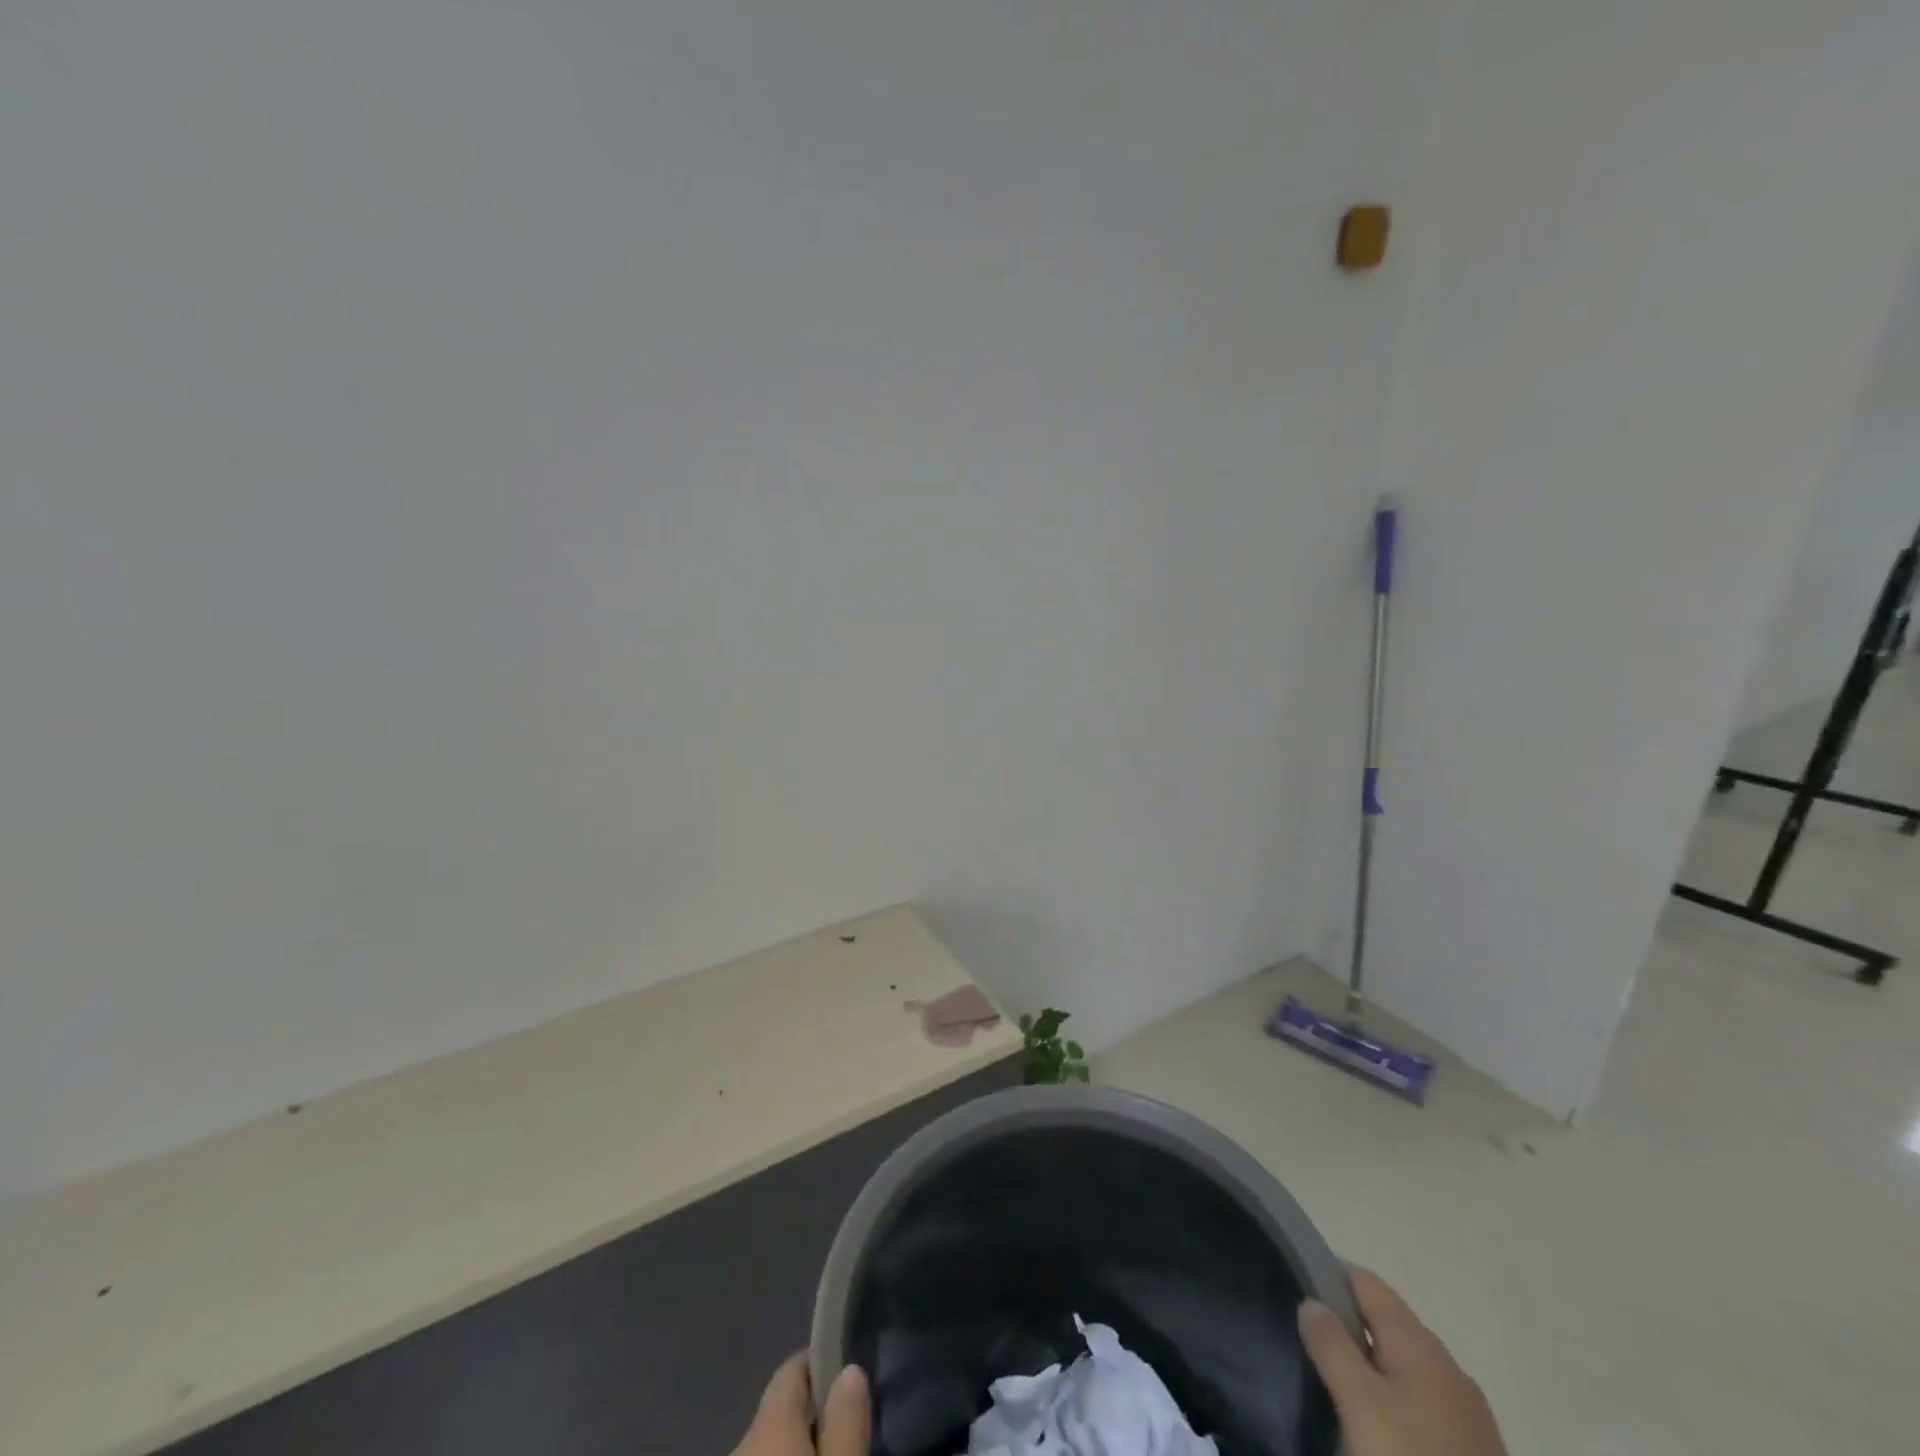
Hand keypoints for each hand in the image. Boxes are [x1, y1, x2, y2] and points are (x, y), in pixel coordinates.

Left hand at [732, 1353, 868, 1455]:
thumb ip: (846, 1422)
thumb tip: (851, 1370)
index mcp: (767, 1422)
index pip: (792, 1368)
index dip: (823, 1363)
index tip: (850, 1368)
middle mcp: (741, 1440)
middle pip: (781, 1409)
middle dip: (811, 1412)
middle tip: (846, 1422)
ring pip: (769, 1443)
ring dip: (796, 1443)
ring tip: (831, 1448)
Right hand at [1298, 1266, 1507, 1455]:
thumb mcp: (1359, 1402)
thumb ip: (1331, 1345)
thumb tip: (1312, 1301)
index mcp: (1420, 1343)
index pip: (1369, 1284)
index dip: (1333, 1274)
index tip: (1299, 1280)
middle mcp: (1448, 1366)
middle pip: (1390, 1322)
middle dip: (1351, 1320)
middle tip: (1310, 1332)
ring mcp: (1467, 1411)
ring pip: (1408, 1364)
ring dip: (1373, 1360)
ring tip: (1338, 1375)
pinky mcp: (1475, 1449)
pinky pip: (1423, 1400)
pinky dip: (1395, 1393)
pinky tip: (1379, 1419)